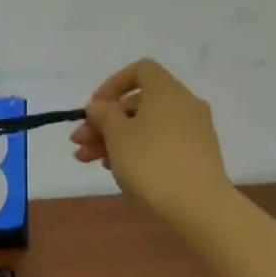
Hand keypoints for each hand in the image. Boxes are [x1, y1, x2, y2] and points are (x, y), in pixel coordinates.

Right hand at [70, 59, 235, 231]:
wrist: (197, 205)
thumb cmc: (150, 161)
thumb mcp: (116, 135)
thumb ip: (103, 115)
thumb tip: (100, 106)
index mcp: (167, 91)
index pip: (140, 71)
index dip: (112, 85)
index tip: (94, 109)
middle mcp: (184, 105)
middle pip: (137, 104)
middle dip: (104, 122)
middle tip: (78, 143)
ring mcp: (193, 131)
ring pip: (145, 126)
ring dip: (114, 139)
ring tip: (88, 161)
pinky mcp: (196, 155)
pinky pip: (160, 143)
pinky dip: (136, 150)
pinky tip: (116, 170)